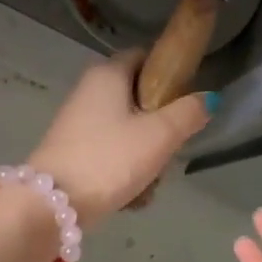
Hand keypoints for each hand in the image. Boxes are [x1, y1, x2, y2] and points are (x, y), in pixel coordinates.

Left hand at [29, 50, 211, 227]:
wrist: (52, 204)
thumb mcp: (160, 136)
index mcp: (107, 74)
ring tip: (149, 181)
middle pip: (138, 99)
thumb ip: (188, 113)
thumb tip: (208, 98)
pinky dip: (124, 171)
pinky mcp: (72, 152)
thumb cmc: (110, 159)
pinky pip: (110, 154)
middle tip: (169, 150)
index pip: (144, 57)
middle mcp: (88, 91)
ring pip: (127, 131)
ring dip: (144, 156)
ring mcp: (77, 123)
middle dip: (159, 127)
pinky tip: (131, 195)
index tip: (184, 103)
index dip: (168, 74)